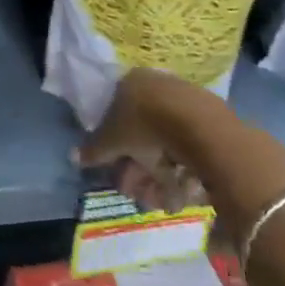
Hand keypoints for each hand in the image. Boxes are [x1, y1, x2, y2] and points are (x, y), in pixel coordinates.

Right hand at [75, 69, 213, 213]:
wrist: (199, 125)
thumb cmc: (144, 124)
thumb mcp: (112, 139)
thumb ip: (94, 149)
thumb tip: (73, 156)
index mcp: (130, 82)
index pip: (116, 113)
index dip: (115, 146)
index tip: (117, 170)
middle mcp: (157, 87)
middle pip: (142, 134)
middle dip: (138, 170)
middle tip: (138, 195)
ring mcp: (185, 102)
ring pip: (166, 145)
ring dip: (160, 178)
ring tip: (163, 203)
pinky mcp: (211, 120)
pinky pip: (189, 149)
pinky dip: (183, 173)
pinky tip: (183, 194)